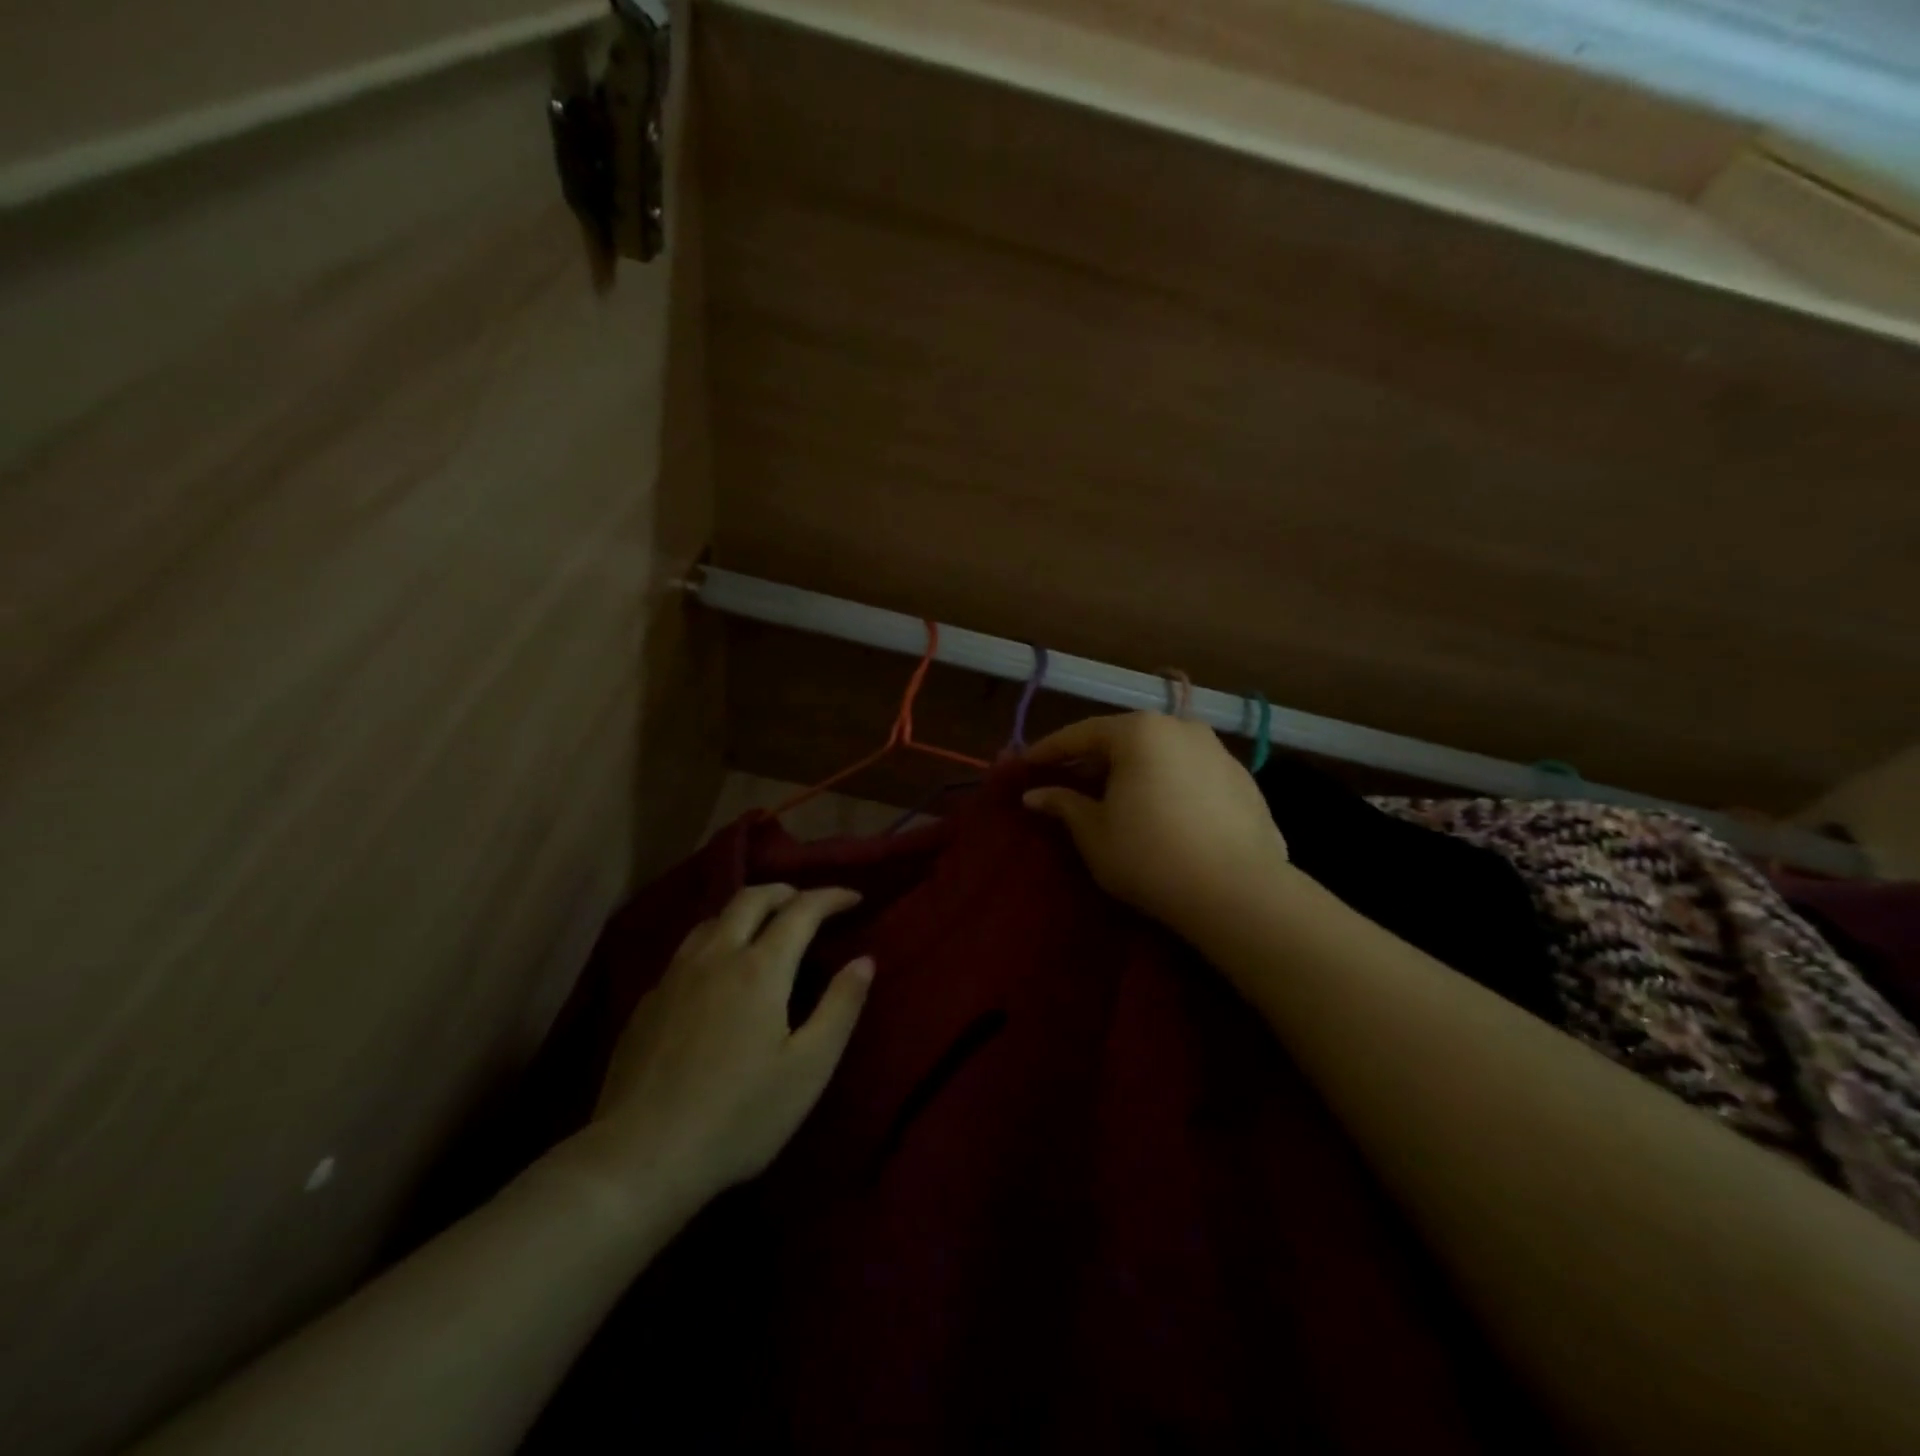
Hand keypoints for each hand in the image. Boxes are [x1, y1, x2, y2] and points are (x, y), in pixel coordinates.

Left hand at [572, 885, 873, 1211]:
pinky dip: (715, 942)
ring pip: (713, 919)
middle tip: (809, 905)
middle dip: (786, 892)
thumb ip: (840, 1007)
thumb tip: (864, 960)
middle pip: (751, 898)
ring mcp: (675, 976)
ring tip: (764, 929)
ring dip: (746, 911)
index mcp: (759, 968)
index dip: (831, 897)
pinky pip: (687, 950)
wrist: (639, 1158)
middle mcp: (715, 956)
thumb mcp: (808, 1068)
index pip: (801, 910)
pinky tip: (717, 974)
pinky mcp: (648, 1002)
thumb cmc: (739, 1116)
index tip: (854, 898)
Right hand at [1023, 713, 1289, 940]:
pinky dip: (1168, 785)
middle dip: (1094, 759)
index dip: (1050, 750)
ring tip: (1116, 798)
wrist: (1238, 892)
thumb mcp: (1093, 832)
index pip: (1082, 733)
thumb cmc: (1149, 855)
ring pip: (1162, 753)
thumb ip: (1063, 804)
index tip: (1027, 764)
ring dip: (1134, 770)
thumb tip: (1035, 795)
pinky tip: (1161, 813)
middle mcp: (1182, 728)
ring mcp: (1218, 752)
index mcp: (1139, 732)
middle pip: (1125, 738)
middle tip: (1068, 781)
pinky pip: (1191, 774)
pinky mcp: (1244, 781)